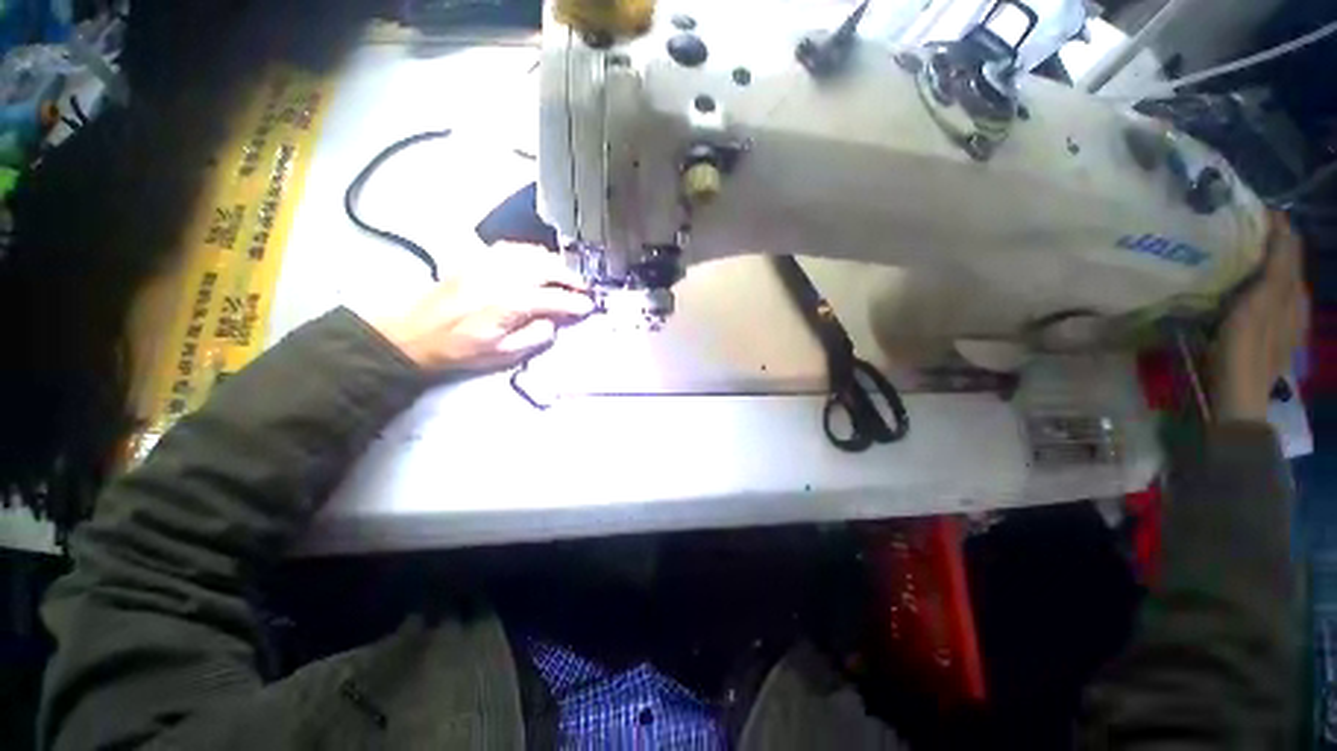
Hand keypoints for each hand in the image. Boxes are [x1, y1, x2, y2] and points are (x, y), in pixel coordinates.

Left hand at [374, 244, 592, 372]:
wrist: (416, 333)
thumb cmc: (462, 349)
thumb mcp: (503, 354)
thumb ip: (535, 336)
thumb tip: (555, 321)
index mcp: (508, 305)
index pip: (553, 298)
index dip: (575, 302)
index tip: (589, 307)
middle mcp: (500, 278)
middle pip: (545, 267)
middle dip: (570, 276)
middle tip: (584, 287)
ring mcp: (487, 264)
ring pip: (530, 253)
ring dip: (554, 262)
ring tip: (566, 275)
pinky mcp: (476, 259)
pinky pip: (511, 247)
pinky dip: (531, 253)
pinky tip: (538, 261)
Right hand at [1211, 213, 1307, 421]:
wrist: (1240, 397)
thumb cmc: (1243, 349)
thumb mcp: (1258, 304)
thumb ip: (1275, 267)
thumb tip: (1281, 225)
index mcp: (1291, 290)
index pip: (1289, 246)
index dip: (1275, 225)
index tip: (1251, 209)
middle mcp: (1295, 300)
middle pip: (1287, 261)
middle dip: (1270, 241)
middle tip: (1242, 227)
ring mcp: (1285, 320)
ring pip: (1281, 279)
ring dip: (1265, 262)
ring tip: (1242, 253)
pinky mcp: (1273, 334)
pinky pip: (1272, 298)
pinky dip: (1263, 284)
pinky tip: (1248, 289)